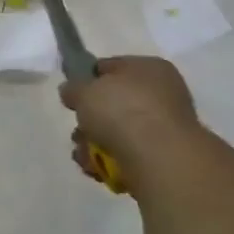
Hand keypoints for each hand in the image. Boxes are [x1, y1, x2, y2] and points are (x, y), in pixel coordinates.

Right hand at [61, 56, 199, 183]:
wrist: (158, 158)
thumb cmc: (122, 110)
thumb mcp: (84, 89)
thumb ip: (73, 87)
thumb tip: (72, 91)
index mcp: (149, 68)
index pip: (111, 67)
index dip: (88, 79)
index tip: (72, 94)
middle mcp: (161, 95)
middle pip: (111, 104)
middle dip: (89, 119)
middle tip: (79, 127)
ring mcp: (162, 128)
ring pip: (114, 132)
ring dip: (92, 142)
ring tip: (85, 151)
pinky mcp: (159, 157)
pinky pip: (123, 154)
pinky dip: (106, 161)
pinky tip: (95, 166)